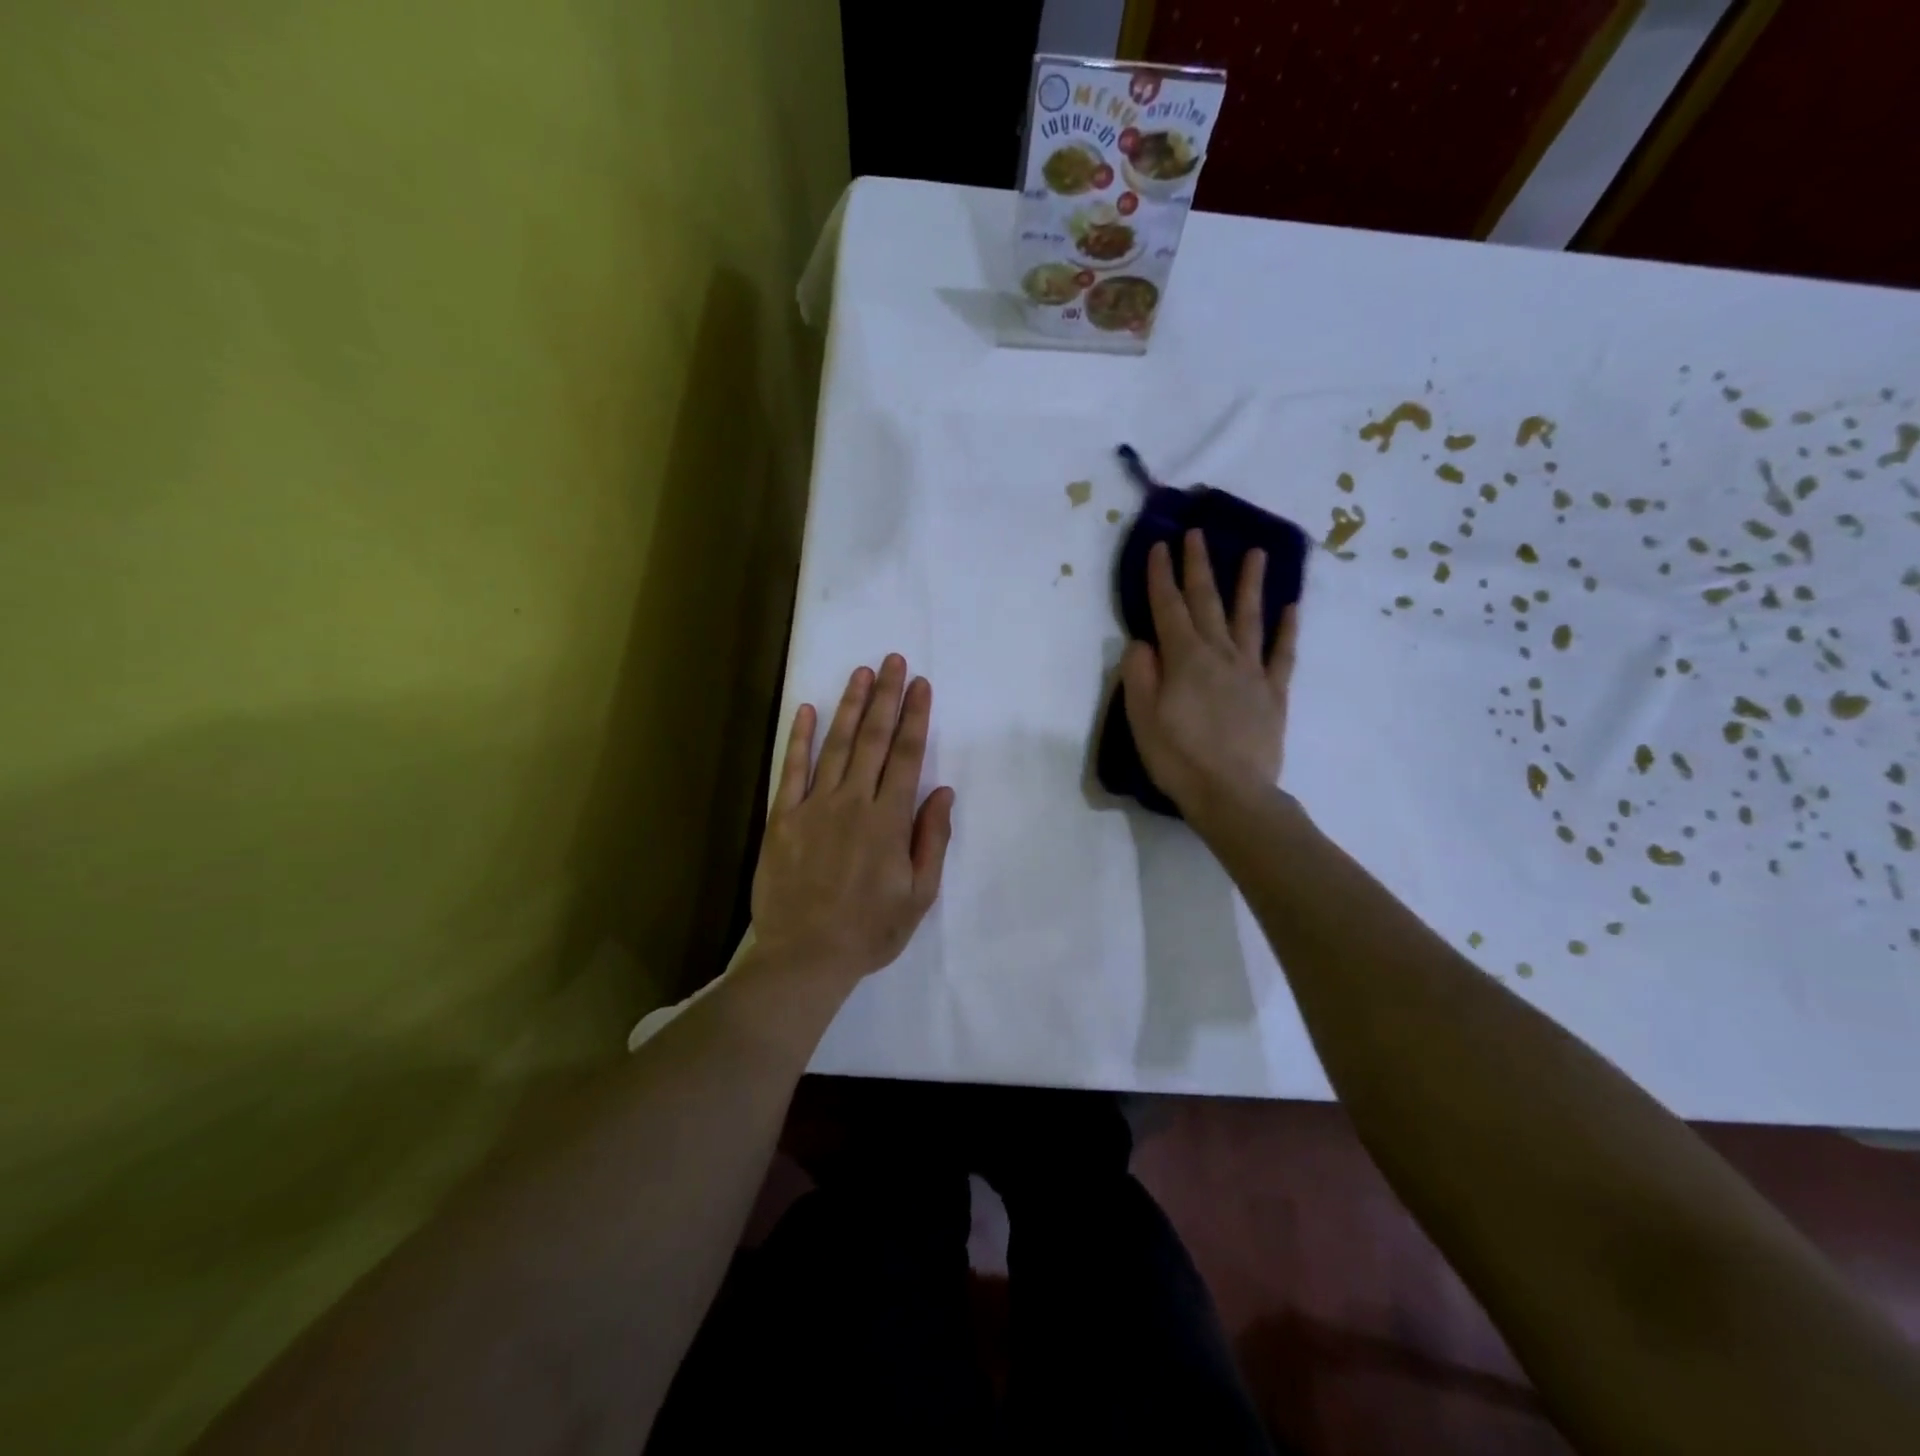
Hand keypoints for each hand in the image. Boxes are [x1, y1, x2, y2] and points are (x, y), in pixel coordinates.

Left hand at [750, 655, 954, 988]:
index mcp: (889, 820)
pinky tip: (805, 710)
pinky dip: (799, 738)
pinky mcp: (782, 819)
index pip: (907, 756)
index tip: (920, 685)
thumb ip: (932, 839)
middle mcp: (853, 802)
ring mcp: (814, 807)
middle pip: (874, 739)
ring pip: (836, 745)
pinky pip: (792, 769)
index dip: (915, 716)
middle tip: (893, 660)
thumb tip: (942, 792)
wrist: (805, 957)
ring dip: (850, 706)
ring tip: (861, 673)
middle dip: (887, 697)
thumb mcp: (919, 894)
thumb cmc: (870, 930)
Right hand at [1120, 530, 1298, 813]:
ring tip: (1254, 553)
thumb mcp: (1142, 718)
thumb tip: (1142, 641)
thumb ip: (1140, 674)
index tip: (1159, 545)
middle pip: (1207, 602)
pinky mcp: (1274, 693)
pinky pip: (1283, 654)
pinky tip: (1291, 608)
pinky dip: (1287, 629)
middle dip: (1198, 566)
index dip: (1161, 575)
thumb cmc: (1178, 758)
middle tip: (1196, 534)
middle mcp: (1219, 654)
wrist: (1232, 794)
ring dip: (1249, 584)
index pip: (1168, 608)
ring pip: (1249, 618)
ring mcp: (1251, 672)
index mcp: (1184, 659)